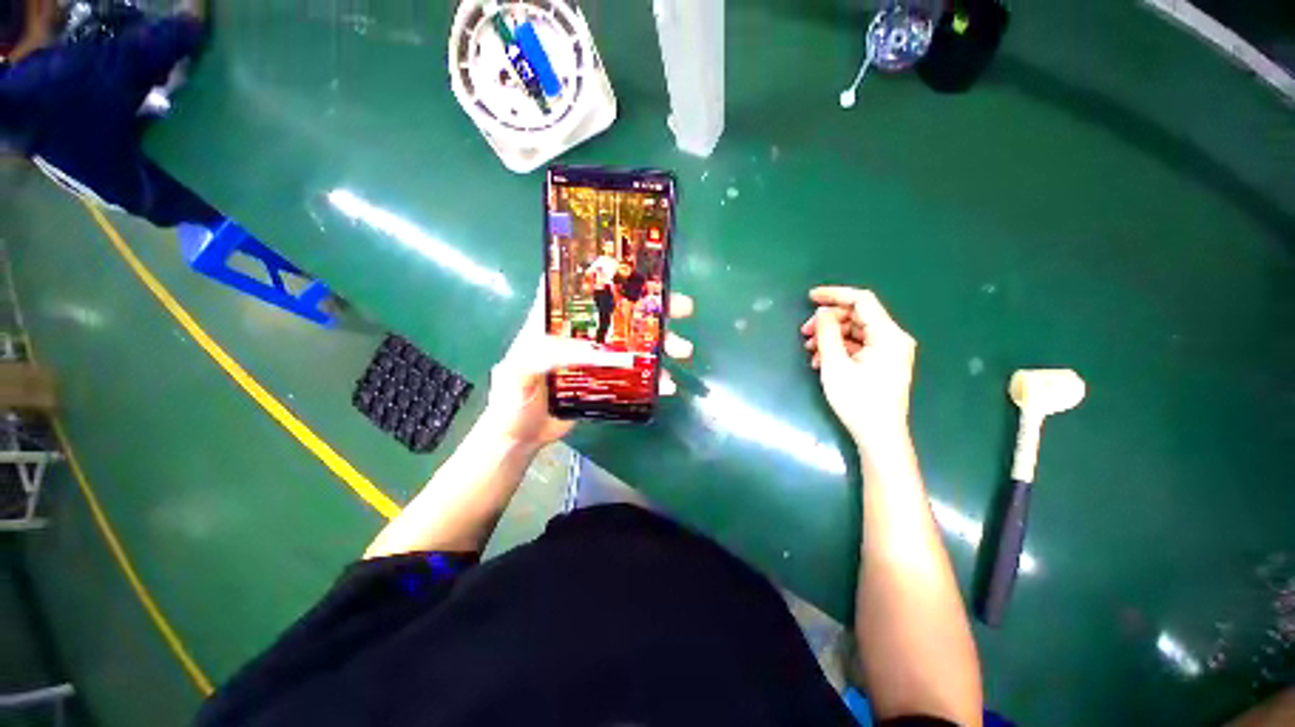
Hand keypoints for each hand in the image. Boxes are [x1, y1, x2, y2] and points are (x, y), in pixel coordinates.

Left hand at [478, 280, 693, 447]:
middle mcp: (581, 332)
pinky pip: (636, 373)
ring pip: (635, 341)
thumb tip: (593, 348)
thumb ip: (545, 355)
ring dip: (662, 342)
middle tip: (682, 307)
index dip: (606, 270)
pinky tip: (667, 385)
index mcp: (556, 320)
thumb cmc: (512, 400)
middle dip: (654, 306)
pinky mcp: (608, 380)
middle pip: (620, 310)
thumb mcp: (519, 371)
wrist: (521, 436)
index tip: (638, 265)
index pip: (581, 285)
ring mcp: (598, 356)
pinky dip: (654, 377)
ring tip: (684, 350)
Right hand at [801, 286, 915, 447]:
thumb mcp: (835, 364)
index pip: (862, 300)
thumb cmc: (857, 401)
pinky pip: (859, 346)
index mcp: (888, 335)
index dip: (835, 295)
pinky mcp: (883, 363)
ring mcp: (890, 352)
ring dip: (830, 337)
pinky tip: (822, 362)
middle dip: (828, 322)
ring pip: (855, 332)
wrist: (879, 436)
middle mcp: (893, 339)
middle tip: (805, 333)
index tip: (810, 298)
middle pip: (857, 317)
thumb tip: (823, 311)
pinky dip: (839, 349)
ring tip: (810, 351)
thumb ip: (827, 332)